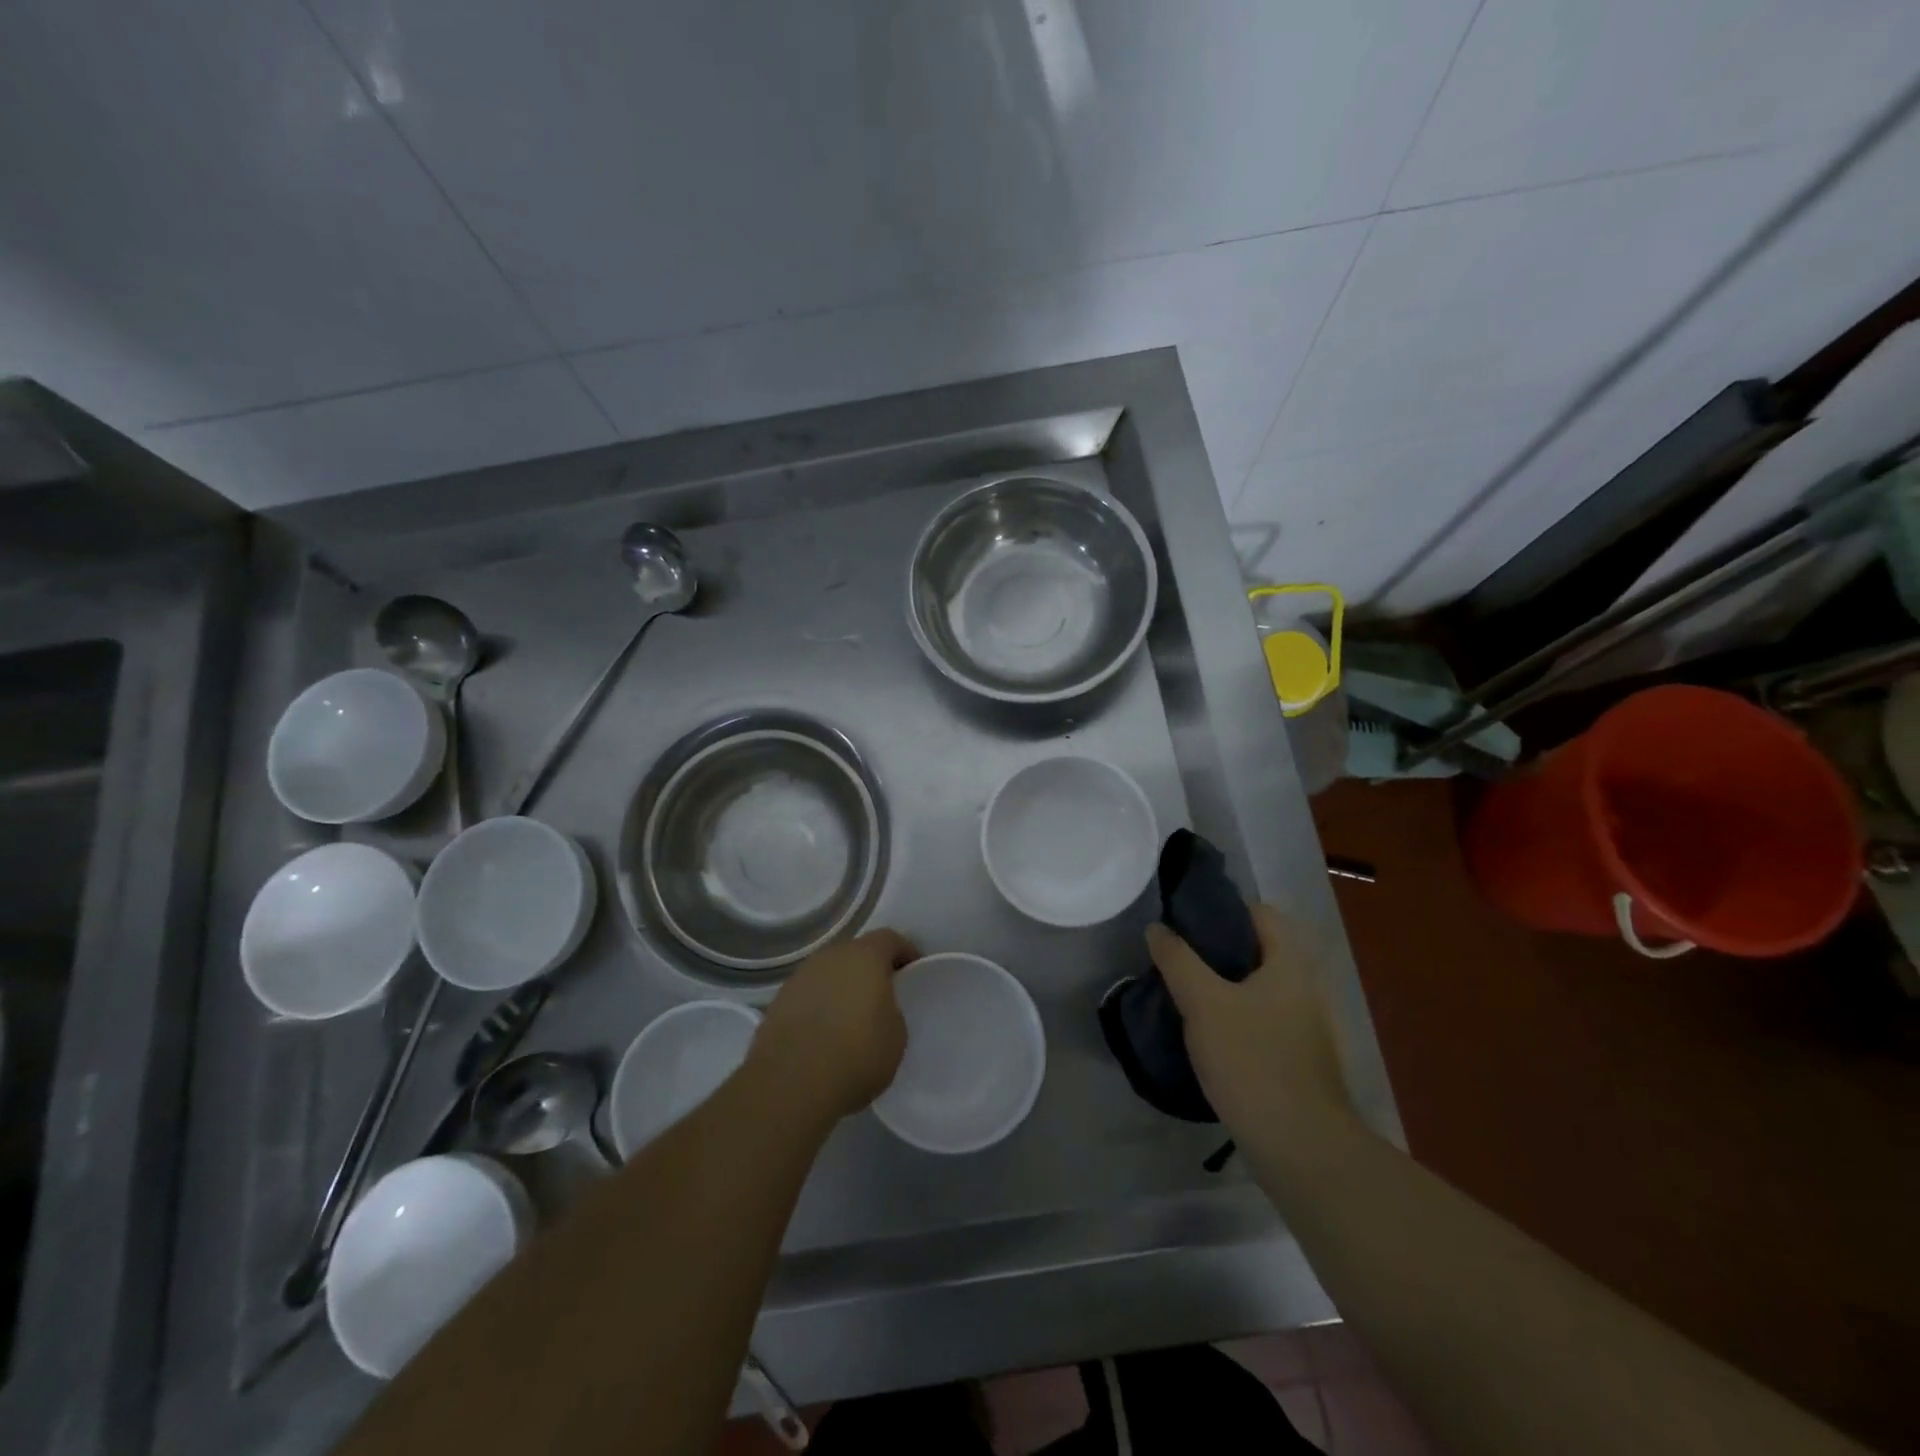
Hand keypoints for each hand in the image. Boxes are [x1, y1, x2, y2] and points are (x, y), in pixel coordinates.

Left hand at [751, 929, 918, 1122]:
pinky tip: (824, 1035)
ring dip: (841, 988)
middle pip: (855, 953)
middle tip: (882, 996)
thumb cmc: (856, 1054)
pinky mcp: (777, 1003)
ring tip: (850, 1019)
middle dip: (870, 970)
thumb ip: (891, 1011)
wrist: (791, 1083)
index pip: (889, 939)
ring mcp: (799, 977)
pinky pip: (808, 996)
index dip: (904, 952)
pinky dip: (819, 1007)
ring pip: (829, 974)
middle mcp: (830, 957)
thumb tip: (877, 1010)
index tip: (913, 971)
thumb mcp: (896, 1035)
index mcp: (864, 956)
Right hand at [1146, 904, 1352, 1142]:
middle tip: (1177, 959)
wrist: (1301, 1148)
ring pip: (1259, 990)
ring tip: (1185, 996)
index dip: (1223, 910)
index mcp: (1291, 965)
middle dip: (1217, 951)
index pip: (1261, 913)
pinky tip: (1209, 1037)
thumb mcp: (1203, 1003)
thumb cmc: (1252, 1061)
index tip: (1185, 921)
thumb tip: (1157, 928)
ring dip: (1225, 988)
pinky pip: (1264, 1022)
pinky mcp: (1300, 1061)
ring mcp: (1308, 1028)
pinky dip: (1237, 1019)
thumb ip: (1178, 960)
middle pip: (1259, 952)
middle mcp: (1307, 989)